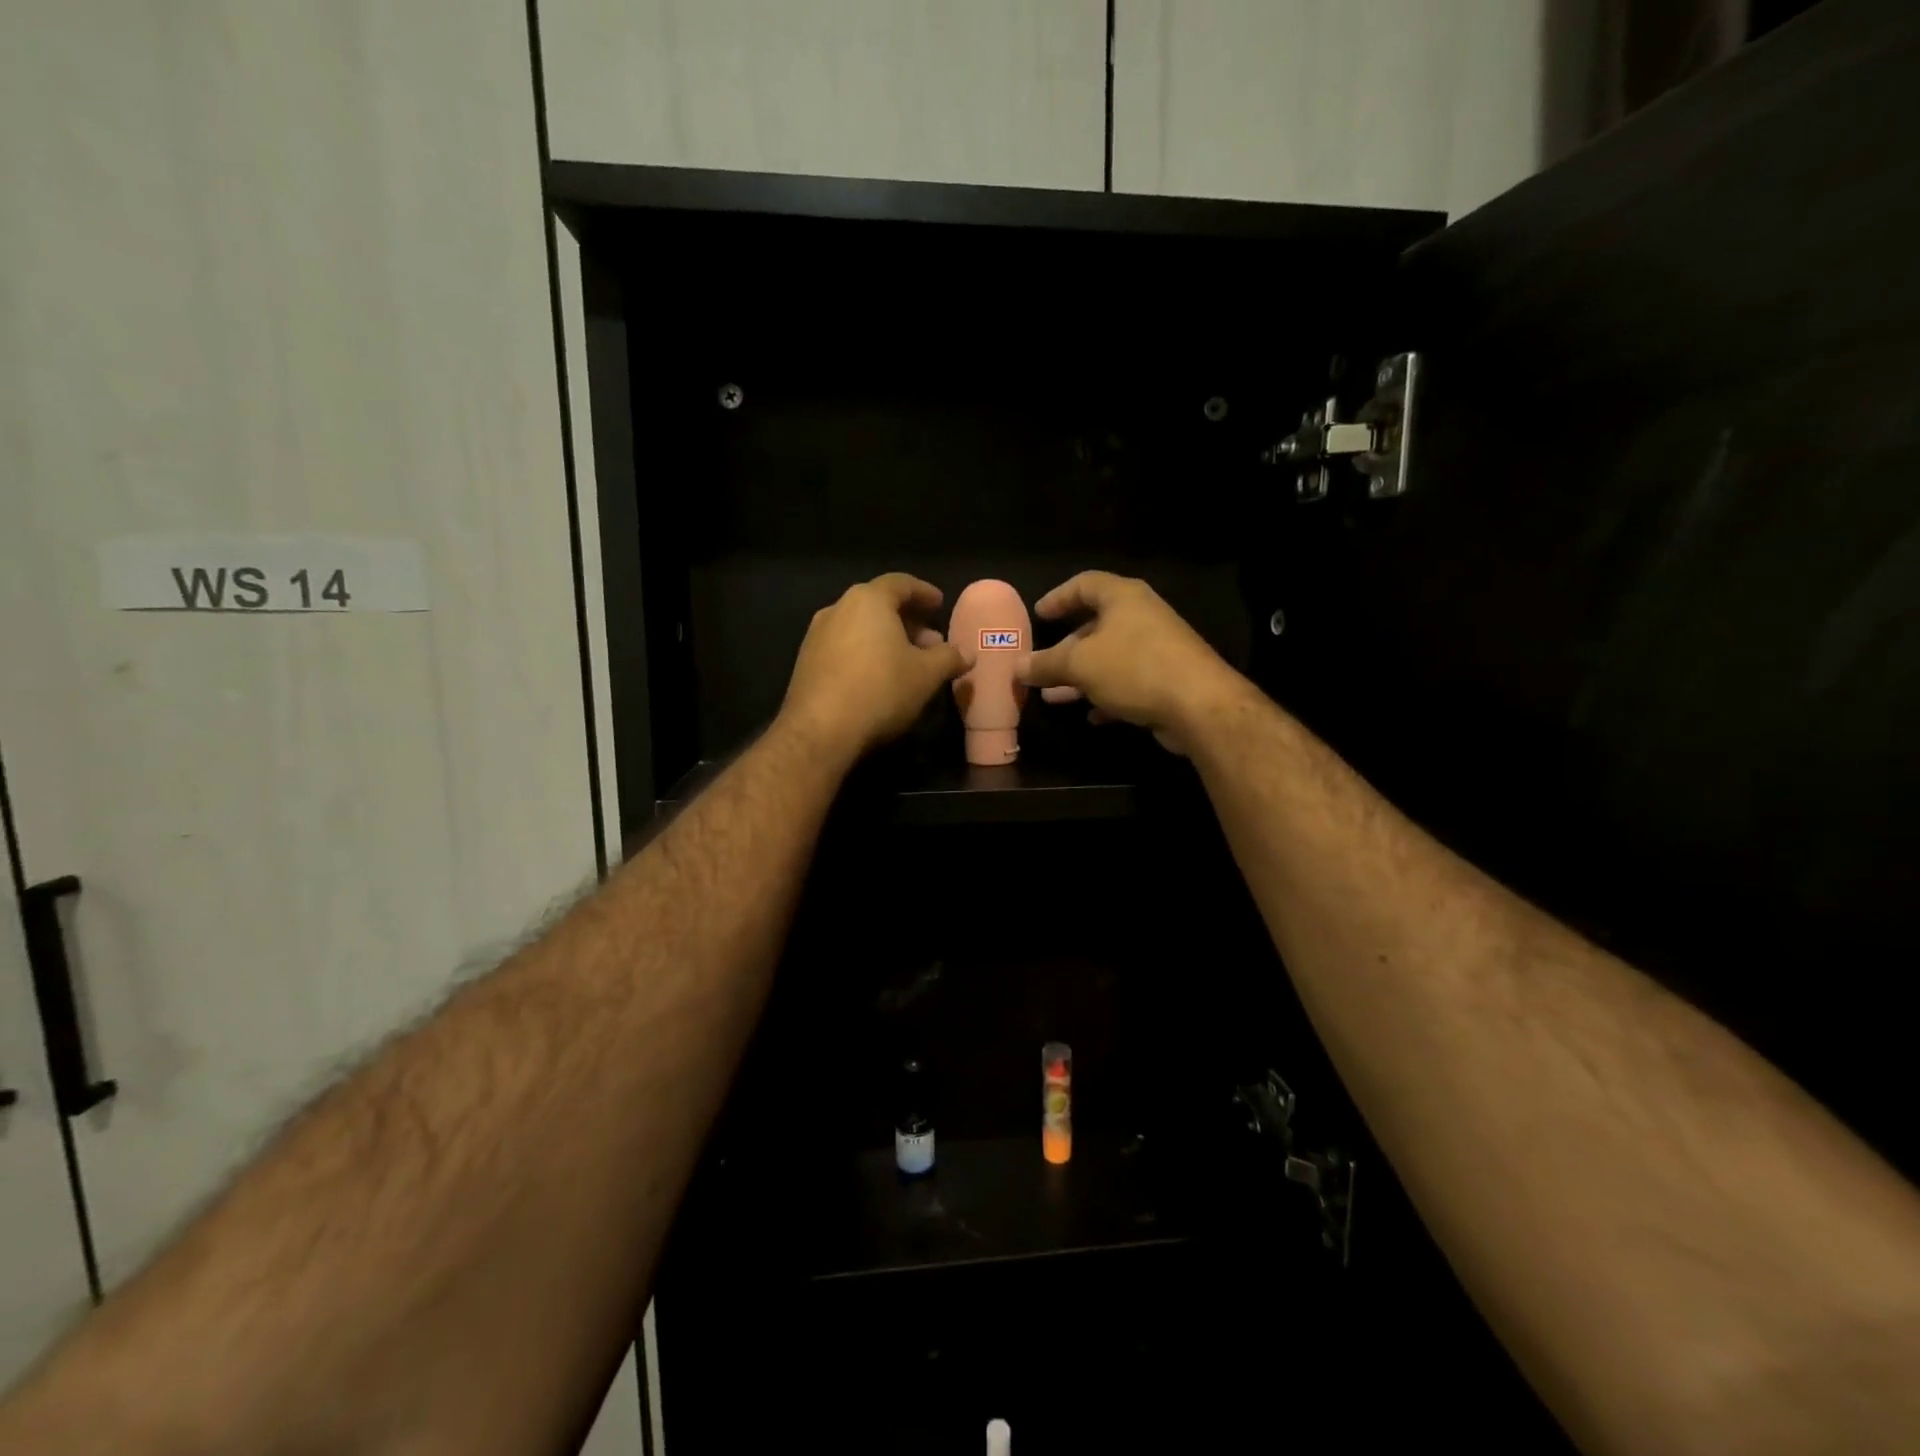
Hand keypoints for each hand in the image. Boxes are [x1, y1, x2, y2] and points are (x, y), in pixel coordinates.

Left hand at [780, 572, 965, 760]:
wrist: (820, 731)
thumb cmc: (880, 690)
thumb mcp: (926, 675)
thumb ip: (949, 658)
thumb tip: (966, 653)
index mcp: (868, 600)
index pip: (901, 583)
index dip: (924, 593)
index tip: (940, 604)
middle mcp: (838, 609)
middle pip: (879, 605)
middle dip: (908, 621)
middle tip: (931, 642)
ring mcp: (817, 635)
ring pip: (860, 627)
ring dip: (887, 640)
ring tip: (909, 662)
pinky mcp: (807, 662)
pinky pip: (845, 647)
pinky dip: (866, 653)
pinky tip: (880, 678)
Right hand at [1019, 571, 1246, 753]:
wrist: (1199, 705)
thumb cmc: (1134, 668)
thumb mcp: (1080, 665)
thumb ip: (1046, 664)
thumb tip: (1017, 666)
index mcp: (1123, 598)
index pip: (1084, 584)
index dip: (1058, 597)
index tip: (1038, 615)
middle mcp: (1142, 616)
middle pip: (1096, 625)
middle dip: (1065, 648)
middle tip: (1041, 665)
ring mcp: (1157, 648)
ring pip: (1110, 657)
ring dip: (1081, 677)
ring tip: (1053, 697)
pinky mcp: (1167, 679)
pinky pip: (1128, 682)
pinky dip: (1107, 695)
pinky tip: (1092, 716)